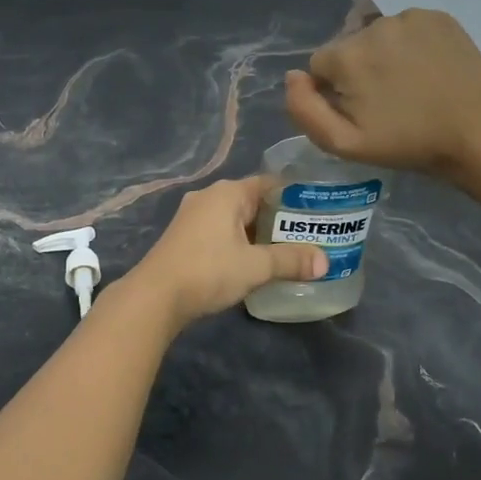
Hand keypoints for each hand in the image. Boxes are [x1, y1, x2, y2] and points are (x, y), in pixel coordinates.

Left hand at [123, 176, 326, 327]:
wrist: (155, 296)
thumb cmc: (208, 271)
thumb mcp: (255, 266)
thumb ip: (291, 261)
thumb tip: (325, 262)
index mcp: (227, 193)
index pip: (269, 183)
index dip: (295, 195)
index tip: (317, 210)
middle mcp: (208, 197)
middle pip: (252, 201)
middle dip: (278, 218)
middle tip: (308, 235)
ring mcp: (192, 216)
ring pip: (235, 219)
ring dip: (257, 233)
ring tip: (286, 251)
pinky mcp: (184, 236)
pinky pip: (220, 232)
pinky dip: (238, 242)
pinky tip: (252, 262)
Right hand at [284, 8, 480, 178]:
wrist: (480, 134)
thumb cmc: (408, 143)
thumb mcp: (344, 143)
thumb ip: (304, 109)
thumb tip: (293, 76)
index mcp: (347, 55)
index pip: (319, 65)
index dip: (334, 91)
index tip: (360, 112)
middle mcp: (374, 26)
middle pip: (348, 48)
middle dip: (358, 72)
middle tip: (387, 103)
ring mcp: (409, 17)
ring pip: (377, 37)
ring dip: (384, 57)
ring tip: (411, 87)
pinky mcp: (438, 17)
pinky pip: (407, 29)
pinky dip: (410, 46)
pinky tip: (429, 71)